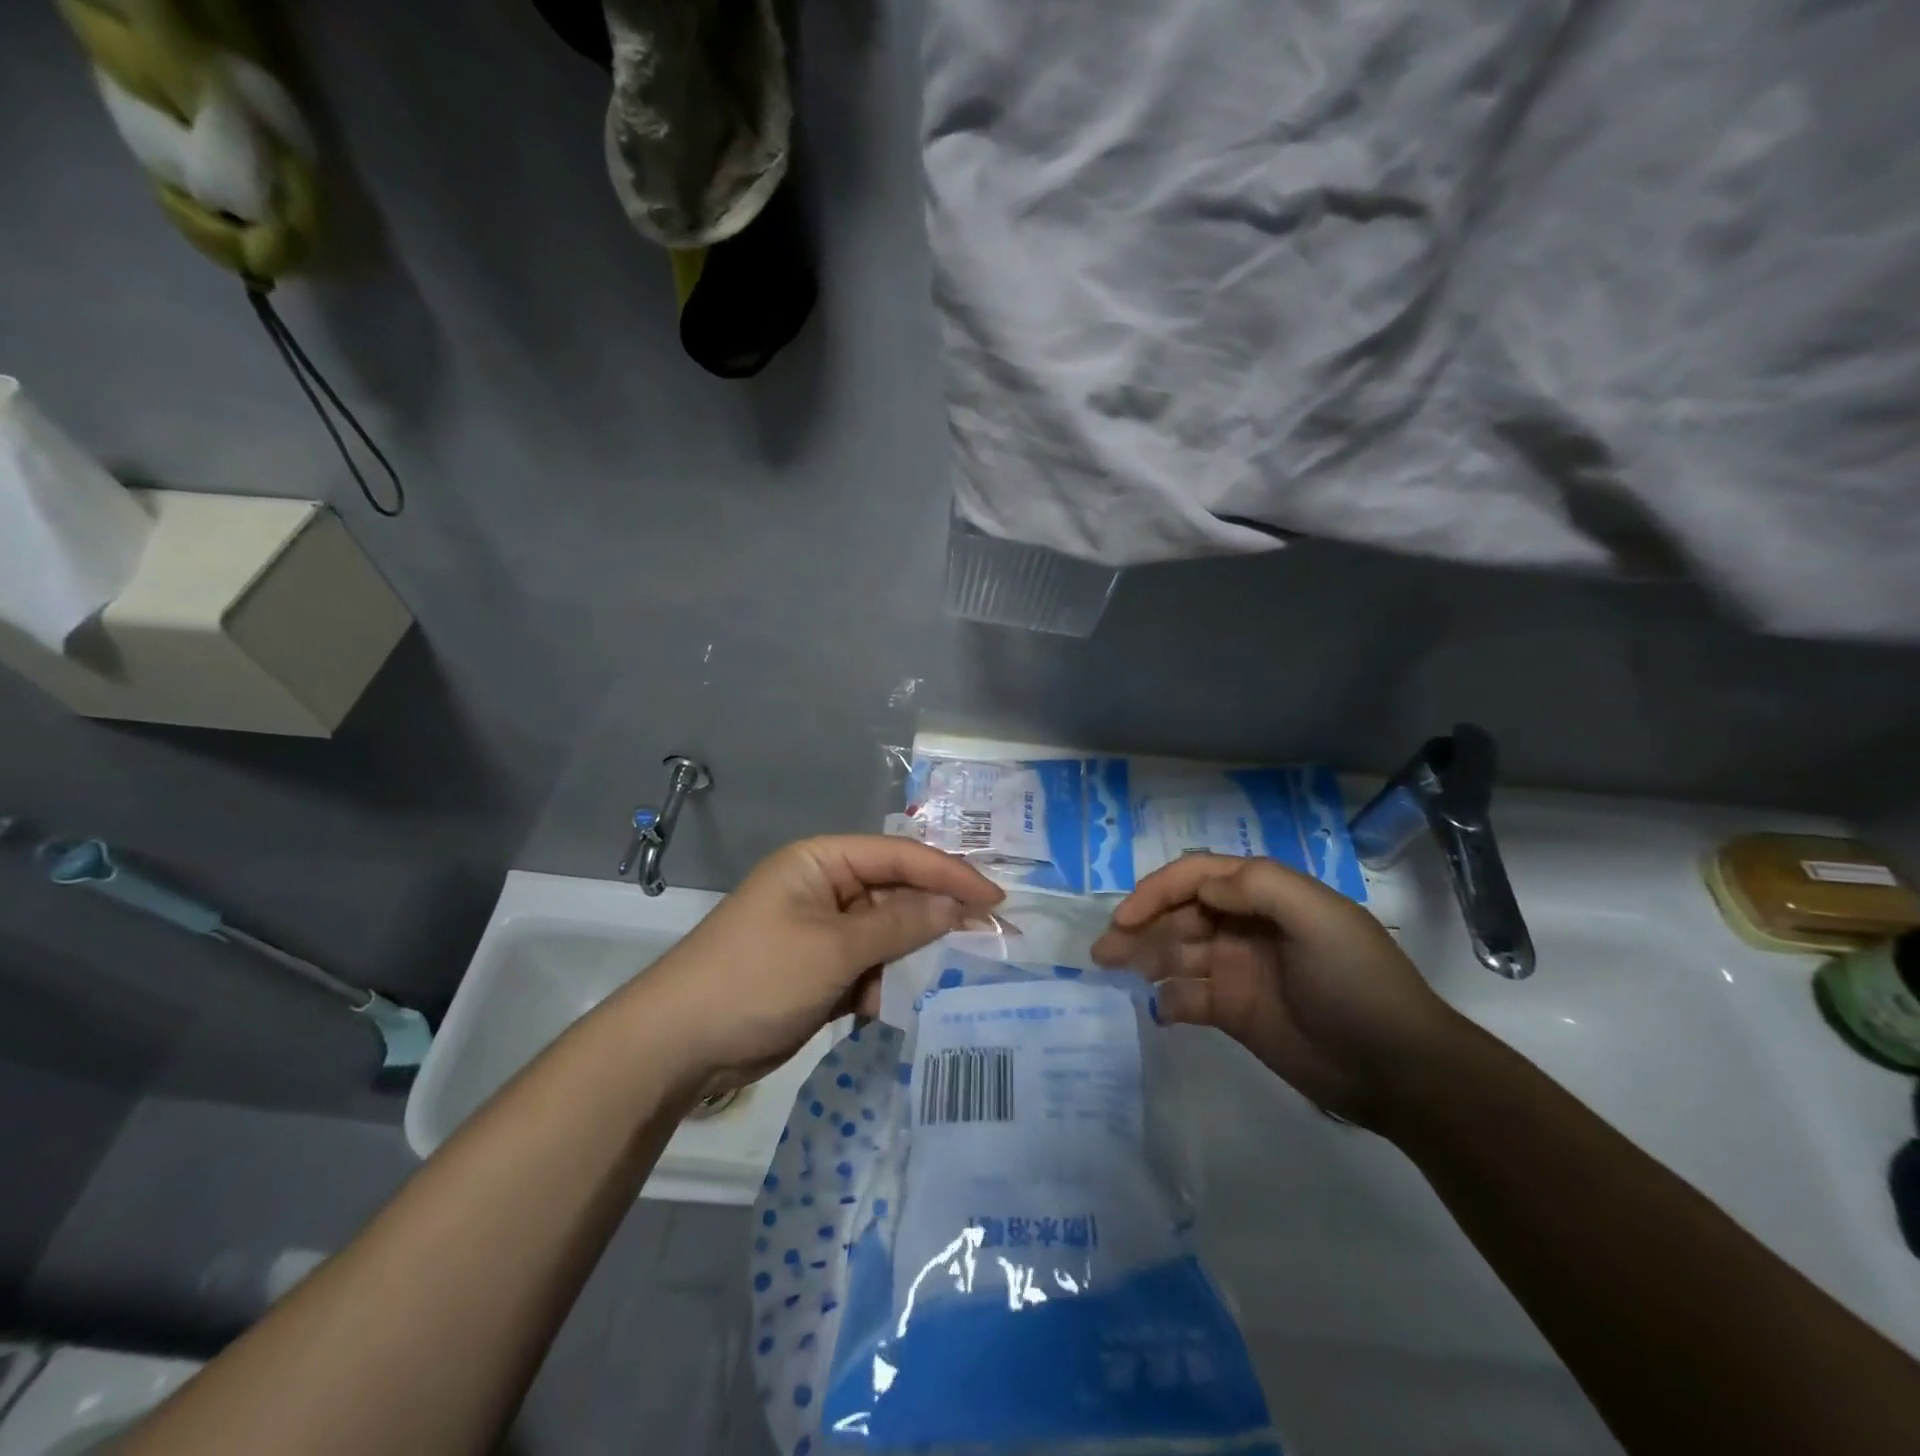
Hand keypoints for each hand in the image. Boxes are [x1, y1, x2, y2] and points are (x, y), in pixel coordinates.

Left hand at [634, 835, 1003, 1089]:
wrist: (678, 1045)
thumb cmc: (757, 977)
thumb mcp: (835, 948)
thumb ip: (900, 925)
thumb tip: (958, 908)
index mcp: (823, 861)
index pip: (900, 856)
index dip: (951, 875)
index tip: (997, 900)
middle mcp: (825, 888)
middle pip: (897, 893)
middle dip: (938, 917)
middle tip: (991, 939)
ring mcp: (821, 931)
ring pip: (887, 934)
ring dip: (913, 956)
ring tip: (953, 978)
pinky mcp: (819, 971)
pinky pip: (869, 966)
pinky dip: (886, 984)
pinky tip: (902, 1004)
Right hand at [1091, 854, 1457, 1126]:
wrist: (1398, 1069)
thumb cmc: (1356, 981)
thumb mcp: (1318, 917)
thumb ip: (1258, 887)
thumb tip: (1200, 886)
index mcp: (1265, 896)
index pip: (1198, 877)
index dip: (1157, 890)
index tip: (1126, 917)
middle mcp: (1244, 926)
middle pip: (1179, 913)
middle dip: (1140, 925)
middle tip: (1104, 950)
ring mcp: (1236, 969)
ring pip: (1175, 952)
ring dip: (1142, 957)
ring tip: (1110, 970)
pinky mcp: (1234, 1012)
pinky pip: (1187, 997)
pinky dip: (1167, 999)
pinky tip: (1158, 1009)